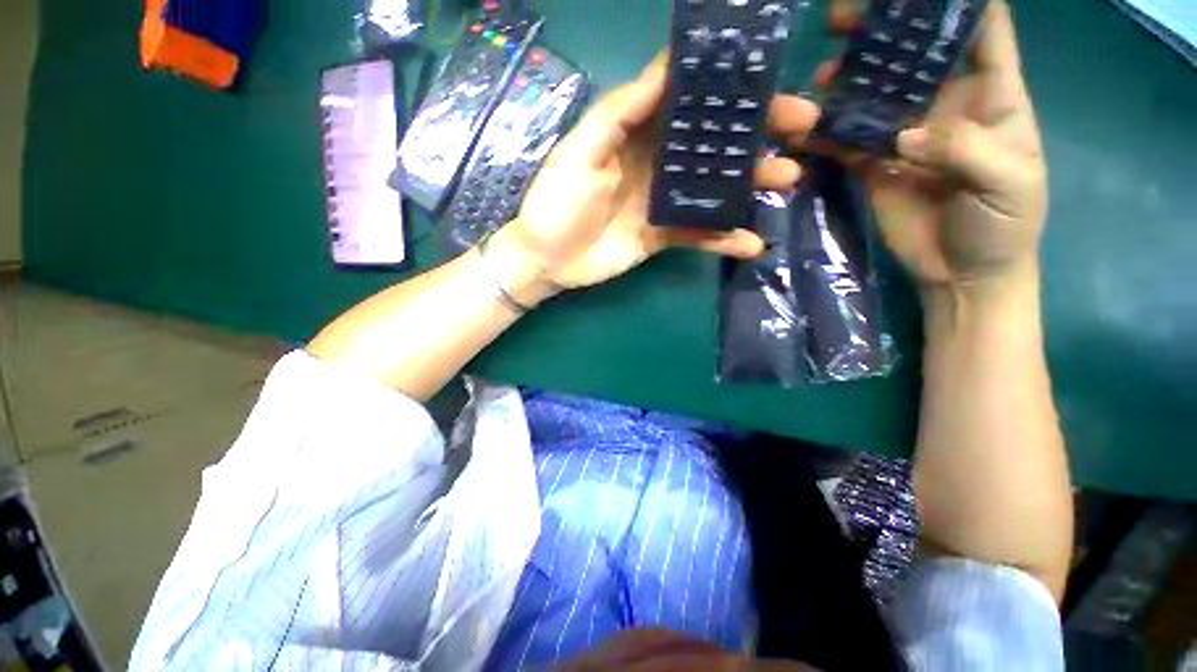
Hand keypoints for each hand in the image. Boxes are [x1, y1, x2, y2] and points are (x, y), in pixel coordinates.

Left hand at [499, 54, 819, 300]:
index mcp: (638, 134)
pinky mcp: (664, 236)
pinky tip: (753, 243)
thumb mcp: (581, 150)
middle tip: (801, 128)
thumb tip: (665, 70)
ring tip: (787, 179)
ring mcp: (664, 202)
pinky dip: (726, 238)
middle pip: (712, 143)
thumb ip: (620, 113)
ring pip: (714, 188)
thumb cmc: (557, 202)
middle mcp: (657, 163)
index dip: (726, 89)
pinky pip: (700, 234)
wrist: (549, 260)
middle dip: (755, 134)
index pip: (688, 102)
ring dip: (751, 184)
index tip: (769, 78)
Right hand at [818, 1, 1047, 300]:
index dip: (953, 1)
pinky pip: (846, 143)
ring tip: (822, 76)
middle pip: (913, 53)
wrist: (963, 274)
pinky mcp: (874, 166)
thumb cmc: (1003, 225)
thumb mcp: (1008, 183)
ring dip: (847, 82)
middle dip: (882, 29)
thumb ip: (965, 150)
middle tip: (842, 19)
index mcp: (992, 94)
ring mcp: (904, 135)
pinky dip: (826, 135)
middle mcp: (945, 104)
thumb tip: (904, 136)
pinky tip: (806, 129)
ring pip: (873, 95)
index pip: (980, 27)